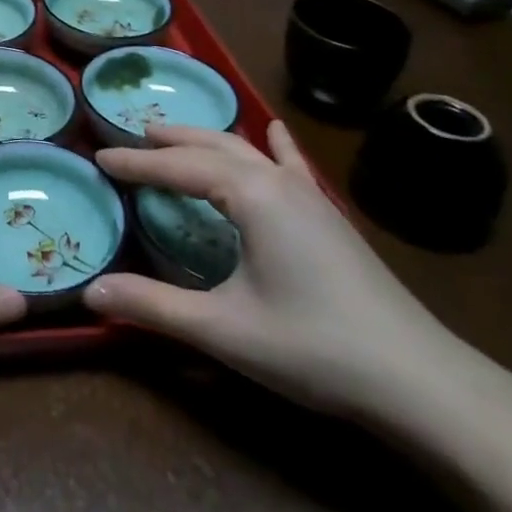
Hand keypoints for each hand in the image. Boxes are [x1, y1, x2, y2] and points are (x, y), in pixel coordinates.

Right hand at [86, 122, 464, 420]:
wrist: (420, 381)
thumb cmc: (313, 347)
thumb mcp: (223, 329)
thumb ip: (153, 306)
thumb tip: (90, 292)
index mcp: (250, 195)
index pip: (178, 167)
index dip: (136, 163)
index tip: (99, 157)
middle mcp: (277, 181)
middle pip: (212, 146)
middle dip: (170, 140)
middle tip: (132, 137)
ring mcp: (310, 195)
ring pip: (247, 150)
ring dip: (207, 140)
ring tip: (176, 135)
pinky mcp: (330, 216)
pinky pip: (292, 165)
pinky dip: (273, 144)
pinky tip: (275, 130)